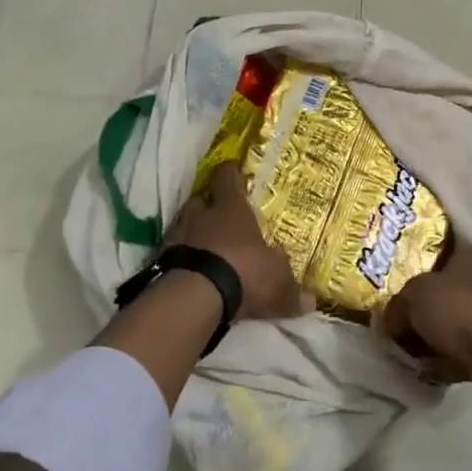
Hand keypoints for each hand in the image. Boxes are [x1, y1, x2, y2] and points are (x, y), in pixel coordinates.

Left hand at [164, 163, 309, 321]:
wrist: (194, 296)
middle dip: (208, 205)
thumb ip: (292, 290)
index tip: (233, 169)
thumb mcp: (277, 281)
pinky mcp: (160, 261)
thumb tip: (312, 302)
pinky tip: (190, 270)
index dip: (230, 172)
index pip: (227, 178)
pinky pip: (172, 252)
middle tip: (218, 214)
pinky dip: (180, 257)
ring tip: (204, 244)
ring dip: (192, 231)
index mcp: (231, 208)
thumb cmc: (243, 271)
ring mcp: (177, 236)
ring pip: (183, 224)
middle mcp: (201, 215)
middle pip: (200, 200)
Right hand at [377, 242, 471, 407]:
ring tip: (404, 347)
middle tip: (394, 317)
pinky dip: (442, 359)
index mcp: (466, 257)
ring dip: (430, 335)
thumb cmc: (459, 308)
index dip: (418, 258)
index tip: (397, 273)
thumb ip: (398, 305)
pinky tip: (423, 367)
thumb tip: (390, 321)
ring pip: (450, 322)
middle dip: (420, 305)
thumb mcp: (415, 295)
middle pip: (442, 289)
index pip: (441, 248)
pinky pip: (458, 350)